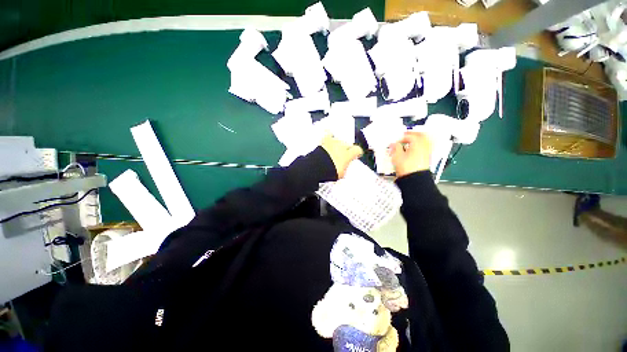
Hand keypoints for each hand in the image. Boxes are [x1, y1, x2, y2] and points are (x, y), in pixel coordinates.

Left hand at [321, 135, 362, 178]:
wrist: (318, 166)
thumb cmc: (331, 171)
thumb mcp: (342, 173)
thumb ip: (345, 167)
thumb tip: (345, 167)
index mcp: (348, 154)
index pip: (358, 150)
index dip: (357, 153)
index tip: (356, 155)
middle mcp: (342, 146)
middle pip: (348, 144)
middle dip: (347, 149)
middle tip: (343, 154)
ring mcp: (333, 142)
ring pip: (339, 140)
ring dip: (338, 144)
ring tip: (334, 148)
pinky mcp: (325, 140)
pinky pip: (329, 134)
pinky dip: (329, 135)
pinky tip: (329, 136)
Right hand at [389, 132, 432, 177]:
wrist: (415, 180)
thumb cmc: (407, 169)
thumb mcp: (397, 157)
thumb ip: (395, 148)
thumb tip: (394, 144)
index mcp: (417, 143)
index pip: (409, 135)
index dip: (401, 137)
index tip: (396, 141)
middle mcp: (424, 146)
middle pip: (421, 135)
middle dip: (413, 134)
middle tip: (406, 136)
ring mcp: (427, 152)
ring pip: (424, 141)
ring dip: (417, 140)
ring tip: (410, 142)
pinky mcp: (427, 158)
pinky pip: (425, 148)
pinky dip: (419, 146)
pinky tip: (413, 150)